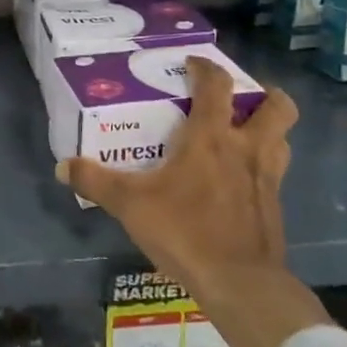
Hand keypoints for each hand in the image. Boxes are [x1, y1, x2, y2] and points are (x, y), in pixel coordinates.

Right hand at [57, 58, 329, 346]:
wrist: (240, 284)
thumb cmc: (184, 231)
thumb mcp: (130, 205)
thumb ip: (96, 181)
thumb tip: (63, 165)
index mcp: (212, 138)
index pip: (217, 86)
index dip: (206, 67)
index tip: (192, 63)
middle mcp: (246, 149)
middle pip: (277, 107)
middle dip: (264, 94)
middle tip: (240, 98)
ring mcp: (267, 178)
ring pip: (283, 138)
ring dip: (270, 128)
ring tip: (246, 132)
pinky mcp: (274, 206)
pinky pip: (275, 173)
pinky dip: (263, 166)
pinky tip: (240, 180)